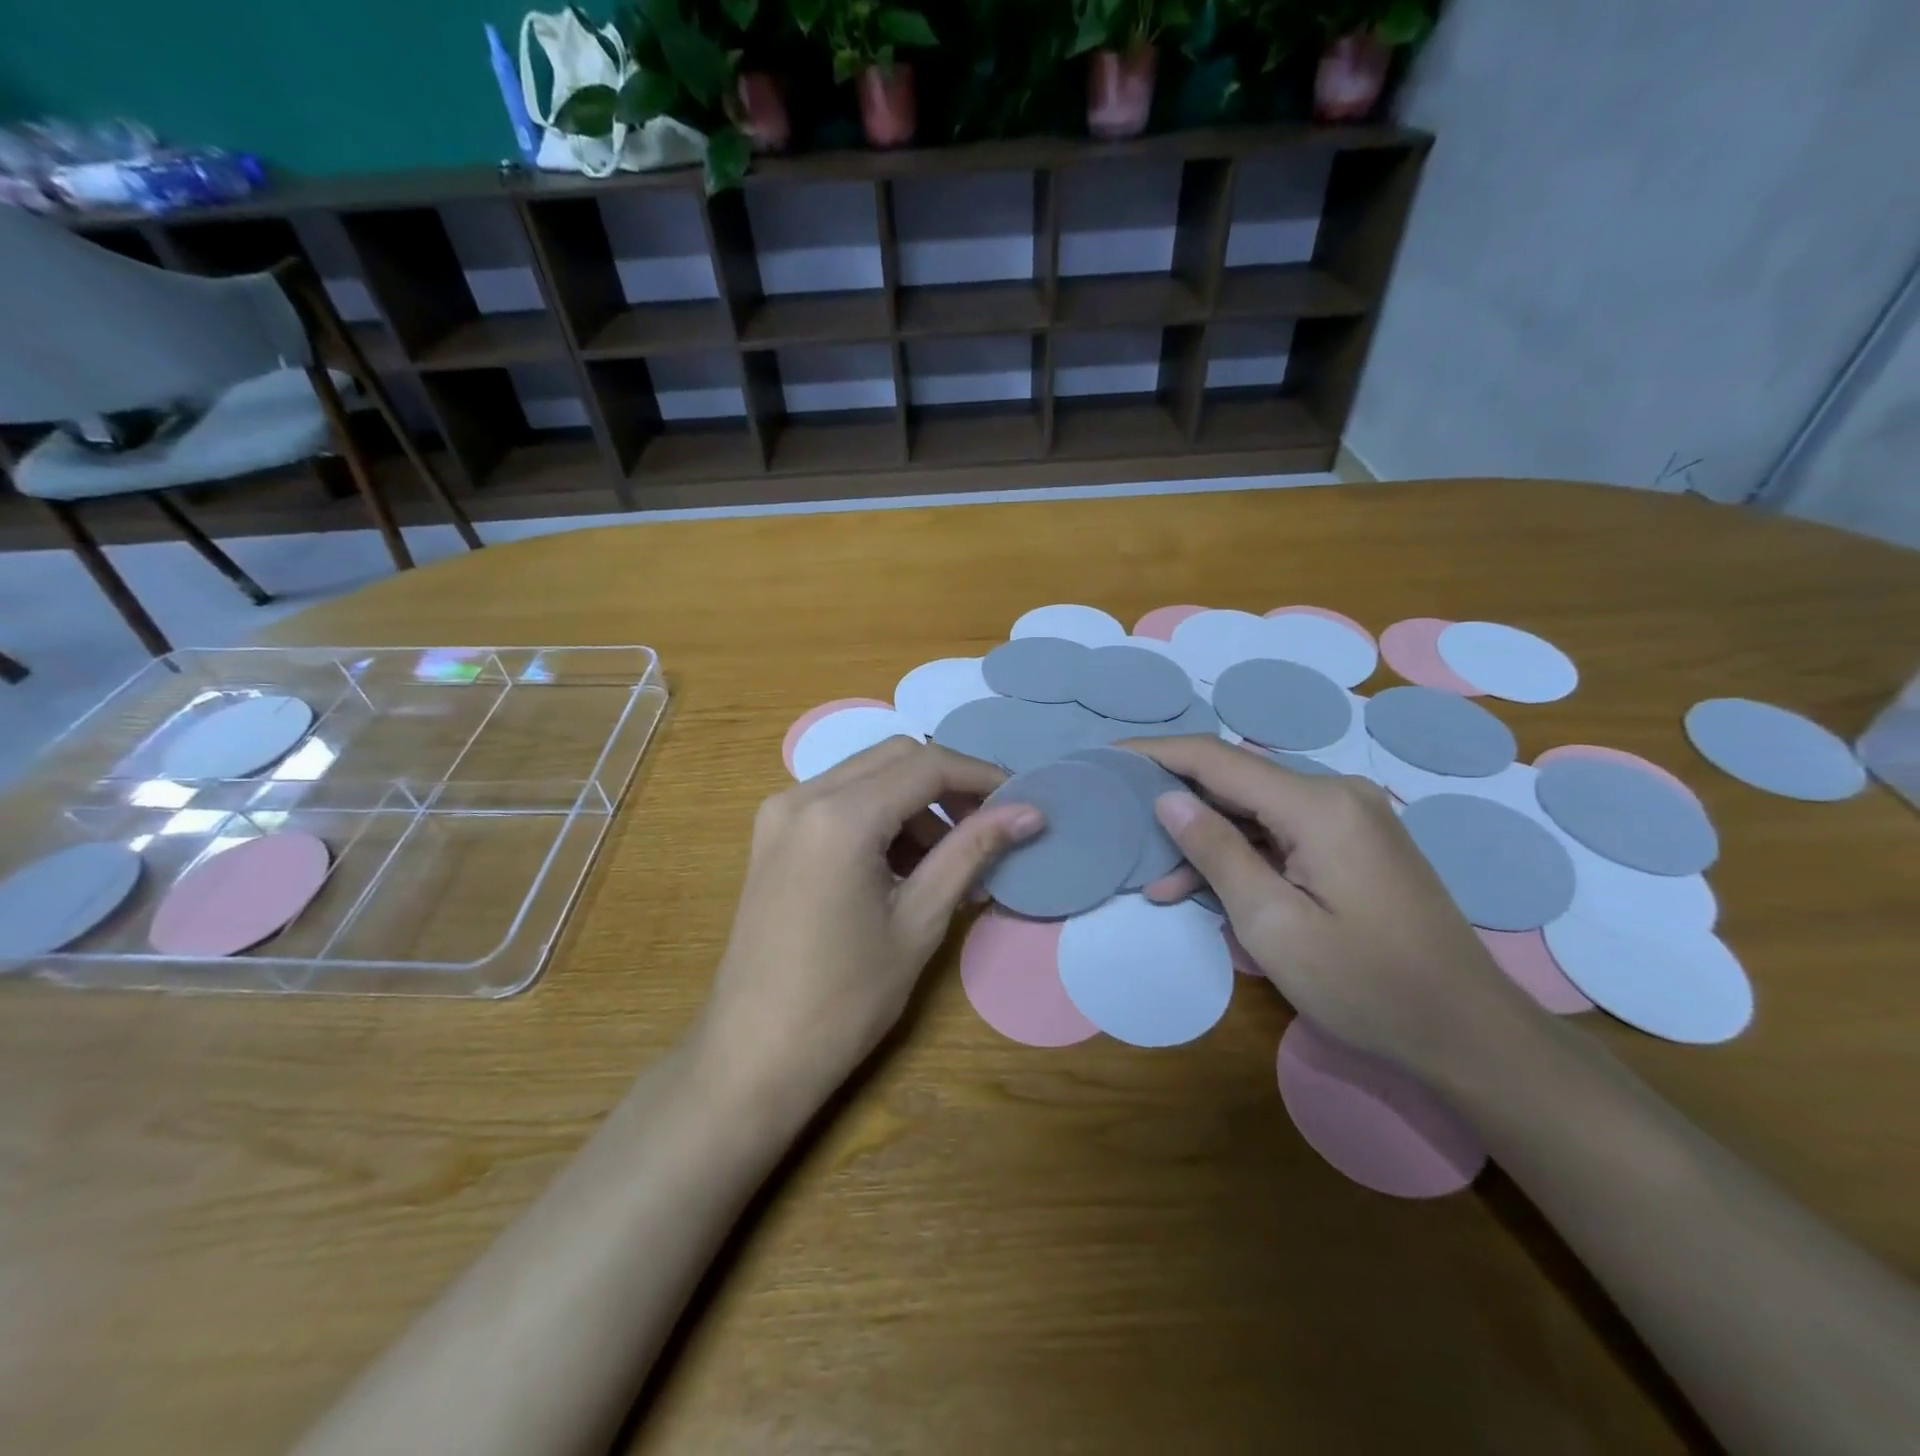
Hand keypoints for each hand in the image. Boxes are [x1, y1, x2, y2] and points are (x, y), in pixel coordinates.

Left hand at [696, 737, 1040, 1113]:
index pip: (926, 765)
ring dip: (914, 802)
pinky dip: (880, 816)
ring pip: (867, 775)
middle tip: (986, 828)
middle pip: (895, 757)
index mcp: (839, 817)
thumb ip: (972, 852)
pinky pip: (839, 800)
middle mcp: (802, 796)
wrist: (754, 1054)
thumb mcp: (919, 921)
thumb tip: (1030, 812)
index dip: (980, 777)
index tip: (1019, 801)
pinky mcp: (772, 833)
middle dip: (947, 783)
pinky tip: (903, 866)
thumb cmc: (844, 999)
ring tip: (948, 861)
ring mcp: (779, 812)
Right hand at [1126, 737, 1539, 1079]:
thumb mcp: (1273, 924)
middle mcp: (1337, 794)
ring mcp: (1351, 818)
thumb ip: (1216, 852)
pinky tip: (1210, 889)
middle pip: (1236, 780)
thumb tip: (1167, 799)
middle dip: (1177, 803)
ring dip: (1208, 839)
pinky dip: (1243, 855)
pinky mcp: (1355, 843)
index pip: (1217, 758)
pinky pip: (1282, 833)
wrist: (1469, 1033)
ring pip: (1256, 810)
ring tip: (1159, 882)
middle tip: (1124, 826)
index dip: (1157, 753)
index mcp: (1318, 805)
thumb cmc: (1366, 985)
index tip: (1109, 756)